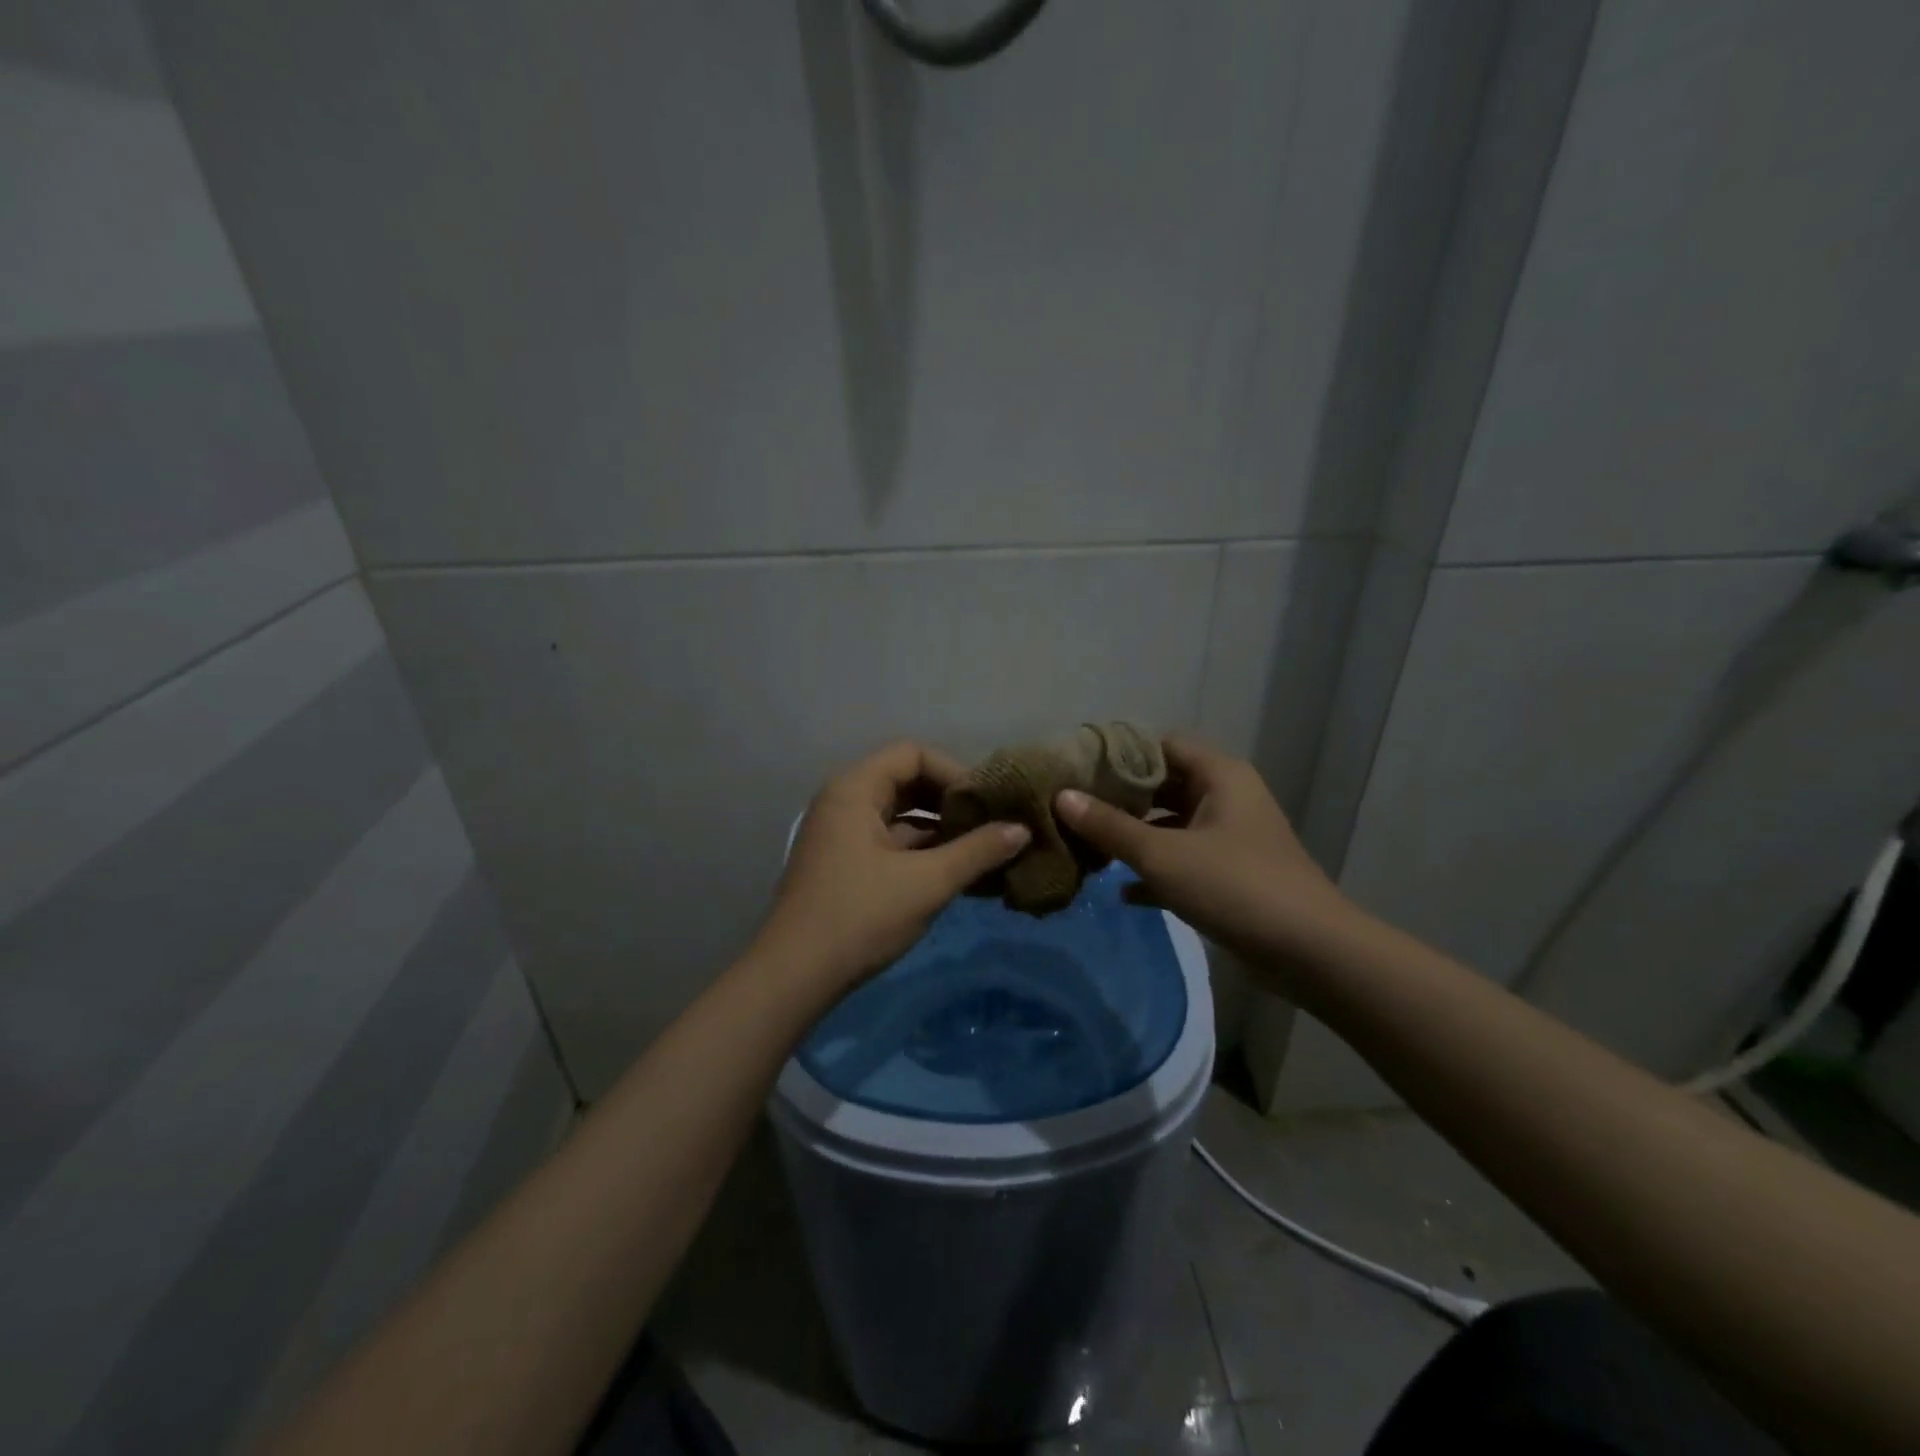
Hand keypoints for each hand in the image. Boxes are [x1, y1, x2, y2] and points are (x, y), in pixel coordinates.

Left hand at [755, 742, 1030, 992]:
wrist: (794, 977)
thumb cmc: (860, 917)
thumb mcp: (927, 882)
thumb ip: (977, 851)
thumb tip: (1023, 829)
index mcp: (855, 790)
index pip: (912, 754)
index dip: (954, 772)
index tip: (986, 803)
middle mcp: (844, 802)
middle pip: (905, 781)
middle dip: (950, 801)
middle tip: (990, 824)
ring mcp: (841, 835)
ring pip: (899, 816)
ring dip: (939, 830)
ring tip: (983, 851)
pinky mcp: (844, 865)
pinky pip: (889, 843)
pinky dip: (921, 852)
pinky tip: (957, 874)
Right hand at [1054, 737, 1353, 974]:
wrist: (1310, 953)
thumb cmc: (1235, 886)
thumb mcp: (1162, 855)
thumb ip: (1110, 826)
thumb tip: (1061, 797)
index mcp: (1219, 775)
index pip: (1160, 745)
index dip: (1118, 754)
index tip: (1076, 768)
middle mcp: (1226, 797)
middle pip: (1163, 785)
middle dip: (1119, 798)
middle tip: (1072, 807)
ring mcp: (1230, 838)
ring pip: (1171, 825)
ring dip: (1133, 836)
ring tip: (1086, 844)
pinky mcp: (1230, 875)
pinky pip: (1183, 861)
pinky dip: (1155, 871)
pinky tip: (1119, 891)